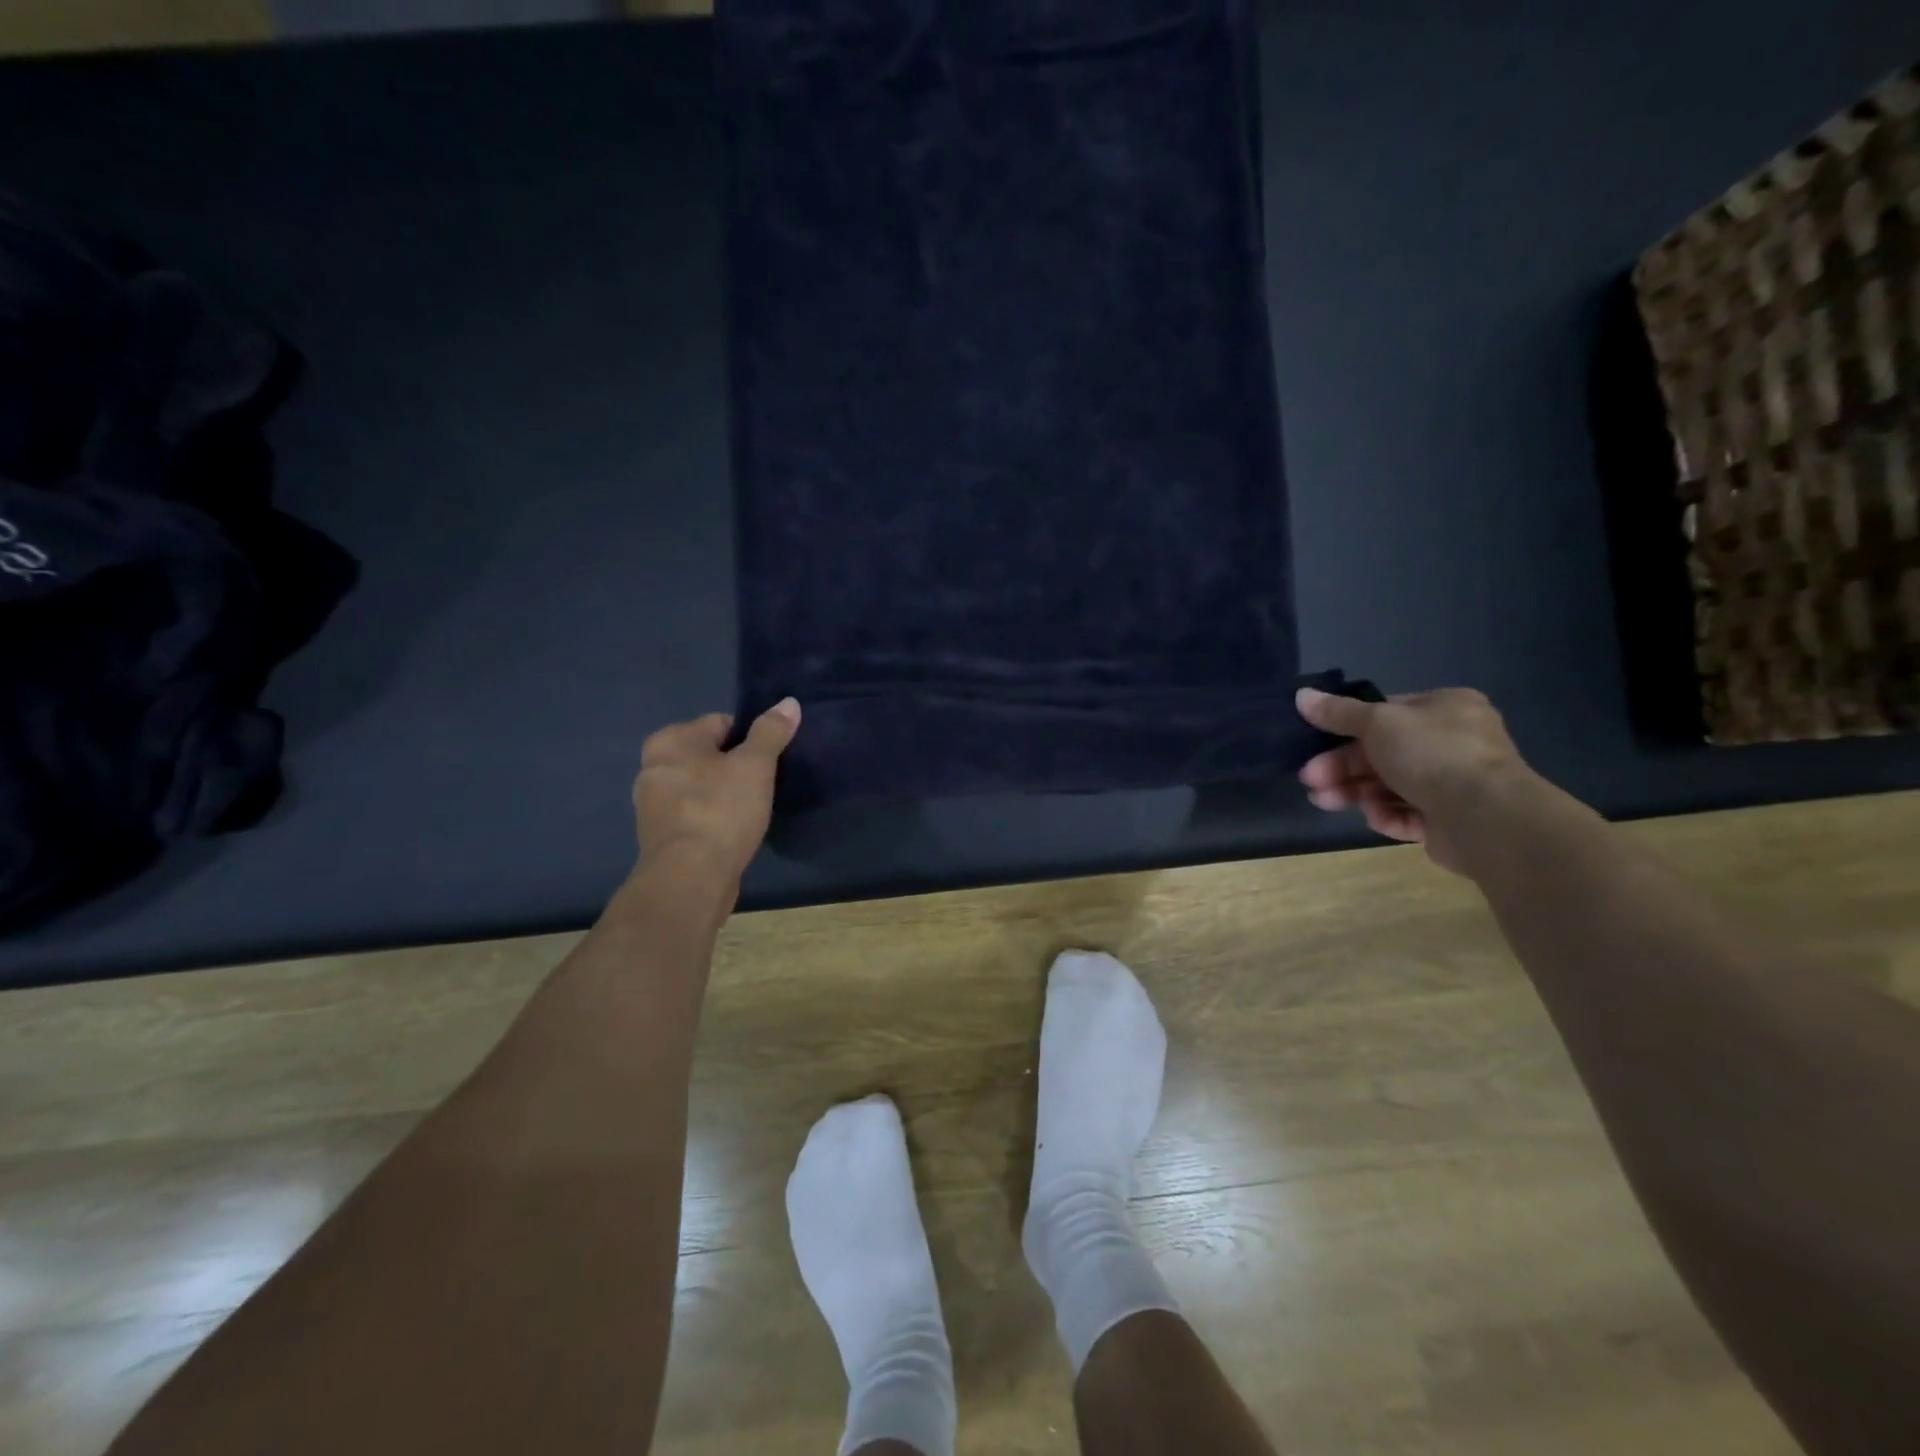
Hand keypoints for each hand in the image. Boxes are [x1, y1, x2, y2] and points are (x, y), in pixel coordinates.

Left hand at [633, 699, 800, 881]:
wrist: (691, 878)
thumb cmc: (721, 811)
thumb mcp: (755, 765)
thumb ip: (771, 732)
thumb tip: (789, 702)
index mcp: (670, 741)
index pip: (721, 724)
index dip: (751, 740)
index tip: (769, 763)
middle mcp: (653, 766)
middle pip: (709, 756)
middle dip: (736, 768)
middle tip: (764, 786)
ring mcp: (653, 805)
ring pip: (702, 787)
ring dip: (725, 795)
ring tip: (752, 812)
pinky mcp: (662, 836)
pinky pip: (696, 815)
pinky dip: (714, 819)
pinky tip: (734, 833)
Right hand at [1295, 686, 1530, 873]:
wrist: (1485, 817)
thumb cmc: (1432, 753)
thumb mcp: (1377, 722)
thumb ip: (1338, 712)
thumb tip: (1301, 695)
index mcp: (1444, 708)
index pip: (1386, 713)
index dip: (1347, 728)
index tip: (1315, 742)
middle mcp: (1451, 742)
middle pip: (1381, 753)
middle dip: (1341, 766)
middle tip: (1310, 779)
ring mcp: (1452, 783)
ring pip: (1388, 785)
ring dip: (1352, 791)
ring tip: (1322, 800)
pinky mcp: (1448, 821)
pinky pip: (1407, 813)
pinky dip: (1387, 814)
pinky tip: (1375, 815)